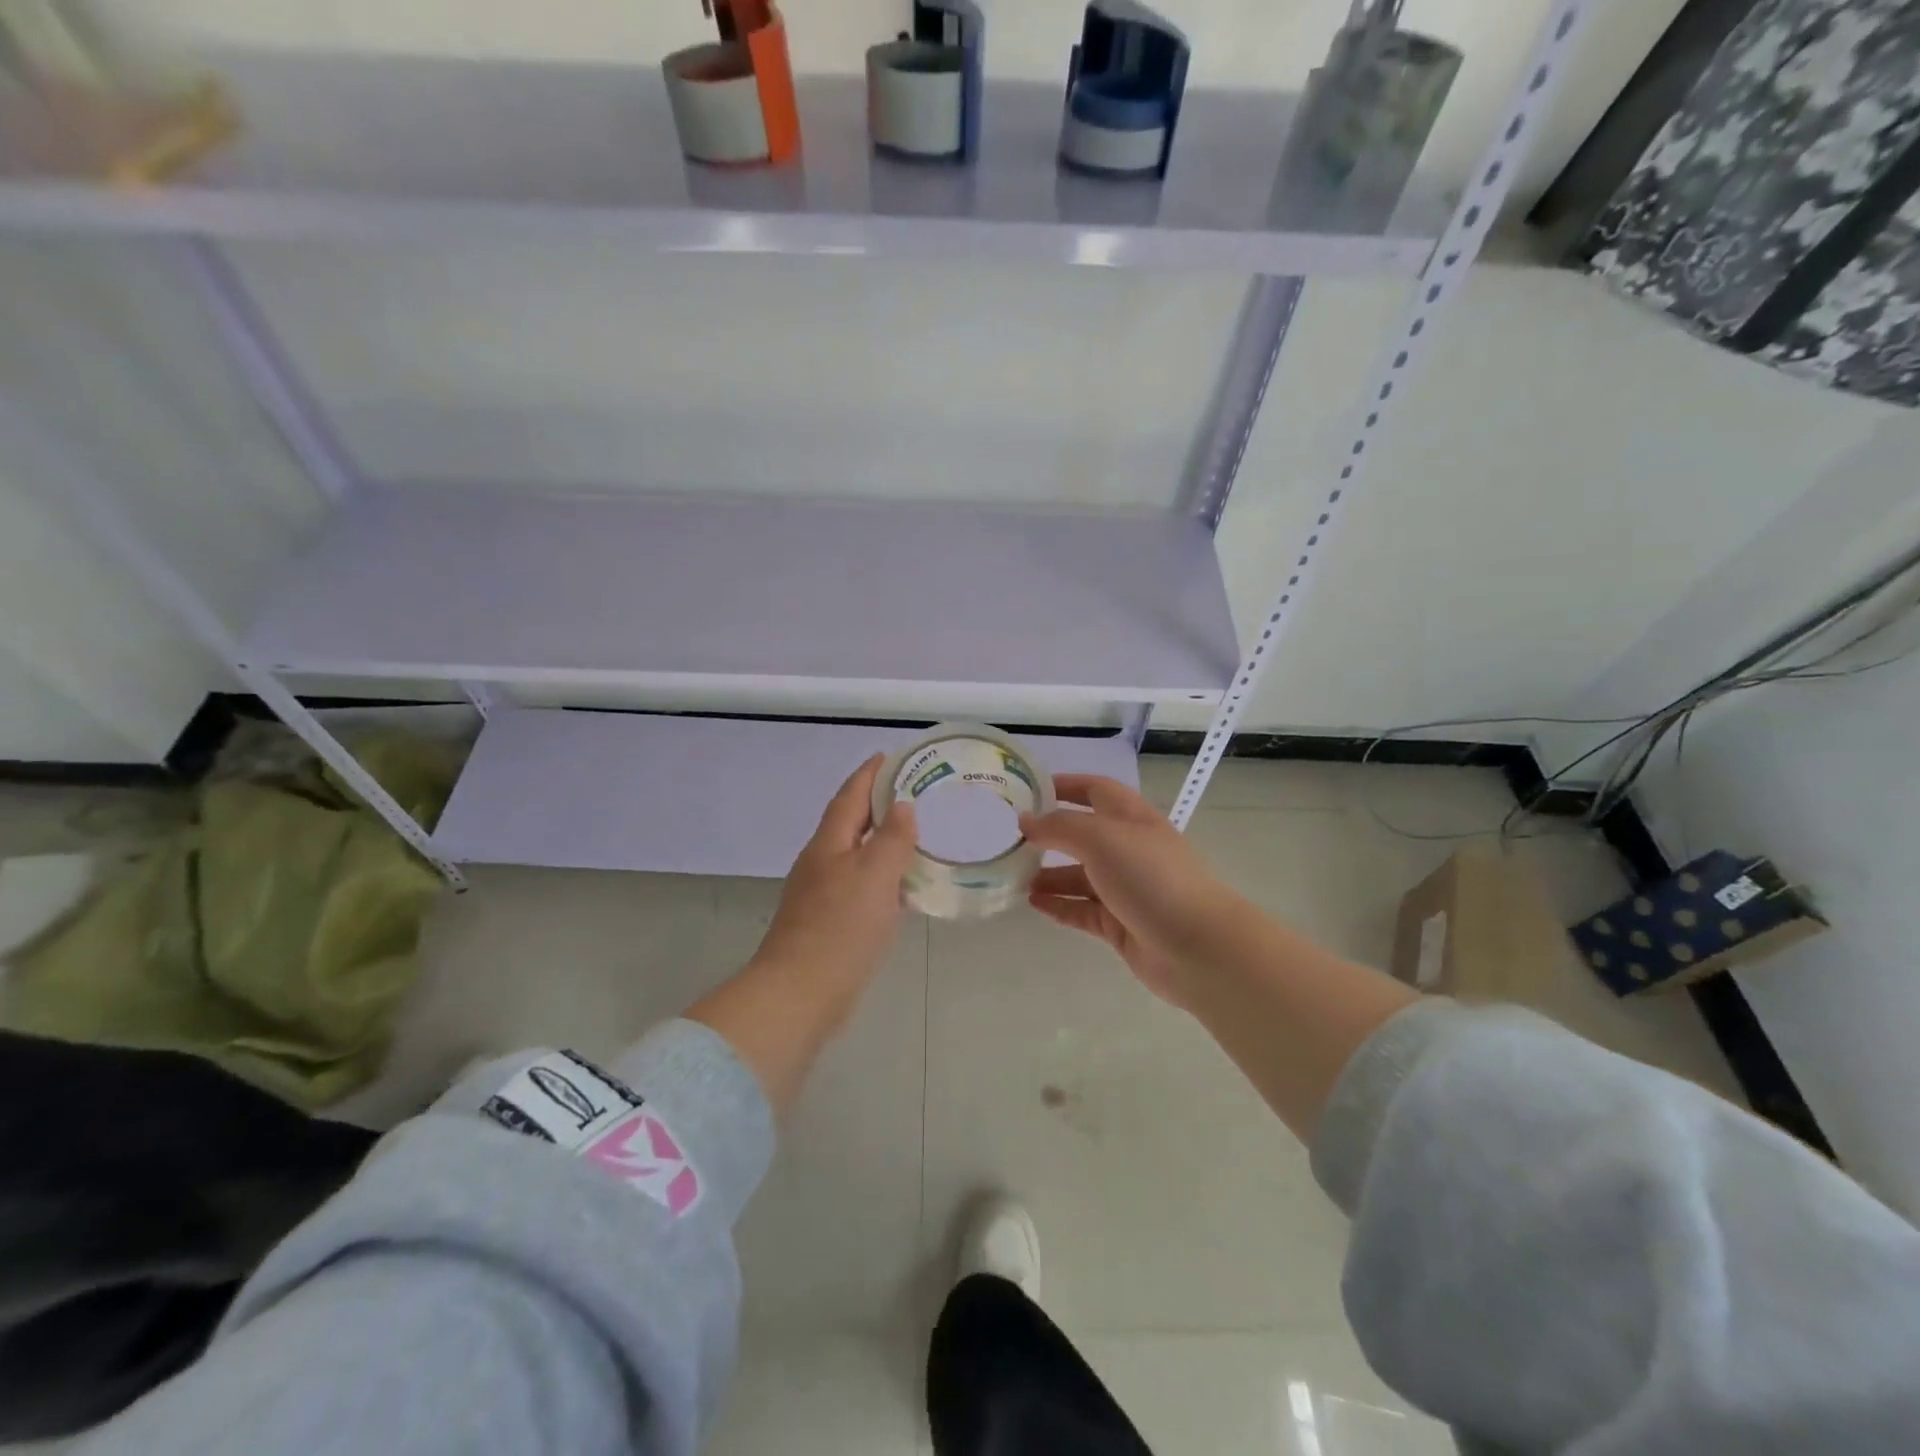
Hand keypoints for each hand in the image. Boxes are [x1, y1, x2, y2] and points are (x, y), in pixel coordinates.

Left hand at [752, 754, 917, 997]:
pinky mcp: (829, 924)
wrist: (800, 995)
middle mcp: (821, 863)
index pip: (850, 796)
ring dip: (882, 842)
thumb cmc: (840, 929)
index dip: (869, 774)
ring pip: (856, 856)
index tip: (890, 756)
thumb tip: (902, 808)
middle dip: (877, 805)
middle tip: (914, 794)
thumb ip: (891, 839)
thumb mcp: (874, 876)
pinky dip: (883, 878)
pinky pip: (861, 887)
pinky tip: (903, 889)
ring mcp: (822, 895)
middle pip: (850, 823)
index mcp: (829, 844)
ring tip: (916, 836)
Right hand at [1020, 775, 1243, 1005]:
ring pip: (1079, 876)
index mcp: (1131, 818)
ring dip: (1048, 874)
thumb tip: (1026, 822)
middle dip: (1049, 835)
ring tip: (1014, 877)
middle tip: (1010, 839)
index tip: (1027, 790)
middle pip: (1083, 835)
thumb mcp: (1101, 838)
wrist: (1198, 947)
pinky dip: (1059, 905)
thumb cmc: (1151, 878)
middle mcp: (1129, 849)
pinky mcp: (1121, 924)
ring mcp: (1126, 889)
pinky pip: (1082, 910)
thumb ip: (1059, 827)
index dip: (1064, 785)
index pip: (1094, 790)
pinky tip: (1033, 903)